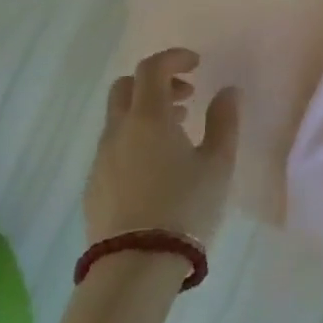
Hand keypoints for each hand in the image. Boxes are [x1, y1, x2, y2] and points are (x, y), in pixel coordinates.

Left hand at [83, 49, 239, 247]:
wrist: (135, 264)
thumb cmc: (185, 206)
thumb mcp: (218, 163)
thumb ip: (224, 121)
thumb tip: (227, 92)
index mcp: (149, 118)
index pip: (152, 69)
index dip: (174, 58)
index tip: (197, 64)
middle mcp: (118, 131)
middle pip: (126, 87)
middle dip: (156, 82)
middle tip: (186, 97)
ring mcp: (101, 158)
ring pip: (118, 118)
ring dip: (146, 112)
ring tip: (178, 133)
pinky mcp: (94, 184)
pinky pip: (113, 146)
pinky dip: (134, 138)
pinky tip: (157, 165)